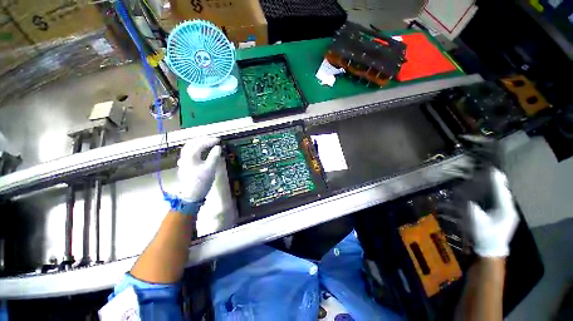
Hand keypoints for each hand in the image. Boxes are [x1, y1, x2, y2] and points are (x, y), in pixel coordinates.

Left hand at [177, 137, 221, 201]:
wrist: (192, 195)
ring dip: (198, 143)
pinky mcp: (184, 165)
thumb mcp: (210, 168)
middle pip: (191, 143)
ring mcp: (183, 161)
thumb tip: (218, 147)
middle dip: (202, 139)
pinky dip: (195, 148)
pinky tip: (199, 151)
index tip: (219, 140)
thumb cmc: (201, 181)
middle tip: (213, 139)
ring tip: (207, 142)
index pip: (200, 144)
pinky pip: (188, 152)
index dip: (210, 141)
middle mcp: (184, 156)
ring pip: (188, 147)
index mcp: (190, 156)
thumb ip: (214, 156)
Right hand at [467, 168, 519, 256]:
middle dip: (499, 183)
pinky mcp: (504, 216)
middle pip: (504, 193)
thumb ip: (473, 210)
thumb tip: (469, 201)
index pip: (502, 192)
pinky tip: (493, 192)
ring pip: (504, 197)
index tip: (493, 170)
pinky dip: (497, 194)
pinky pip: (501, 201)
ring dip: (498, 188)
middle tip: (493, 172)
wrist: (491, 250)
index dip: (497, 181)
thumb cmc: (485, 236)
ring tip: (493, 179)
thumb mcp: (477, 222)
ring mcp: (508, 214)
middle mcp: (509, 210)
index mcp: (505, 210)